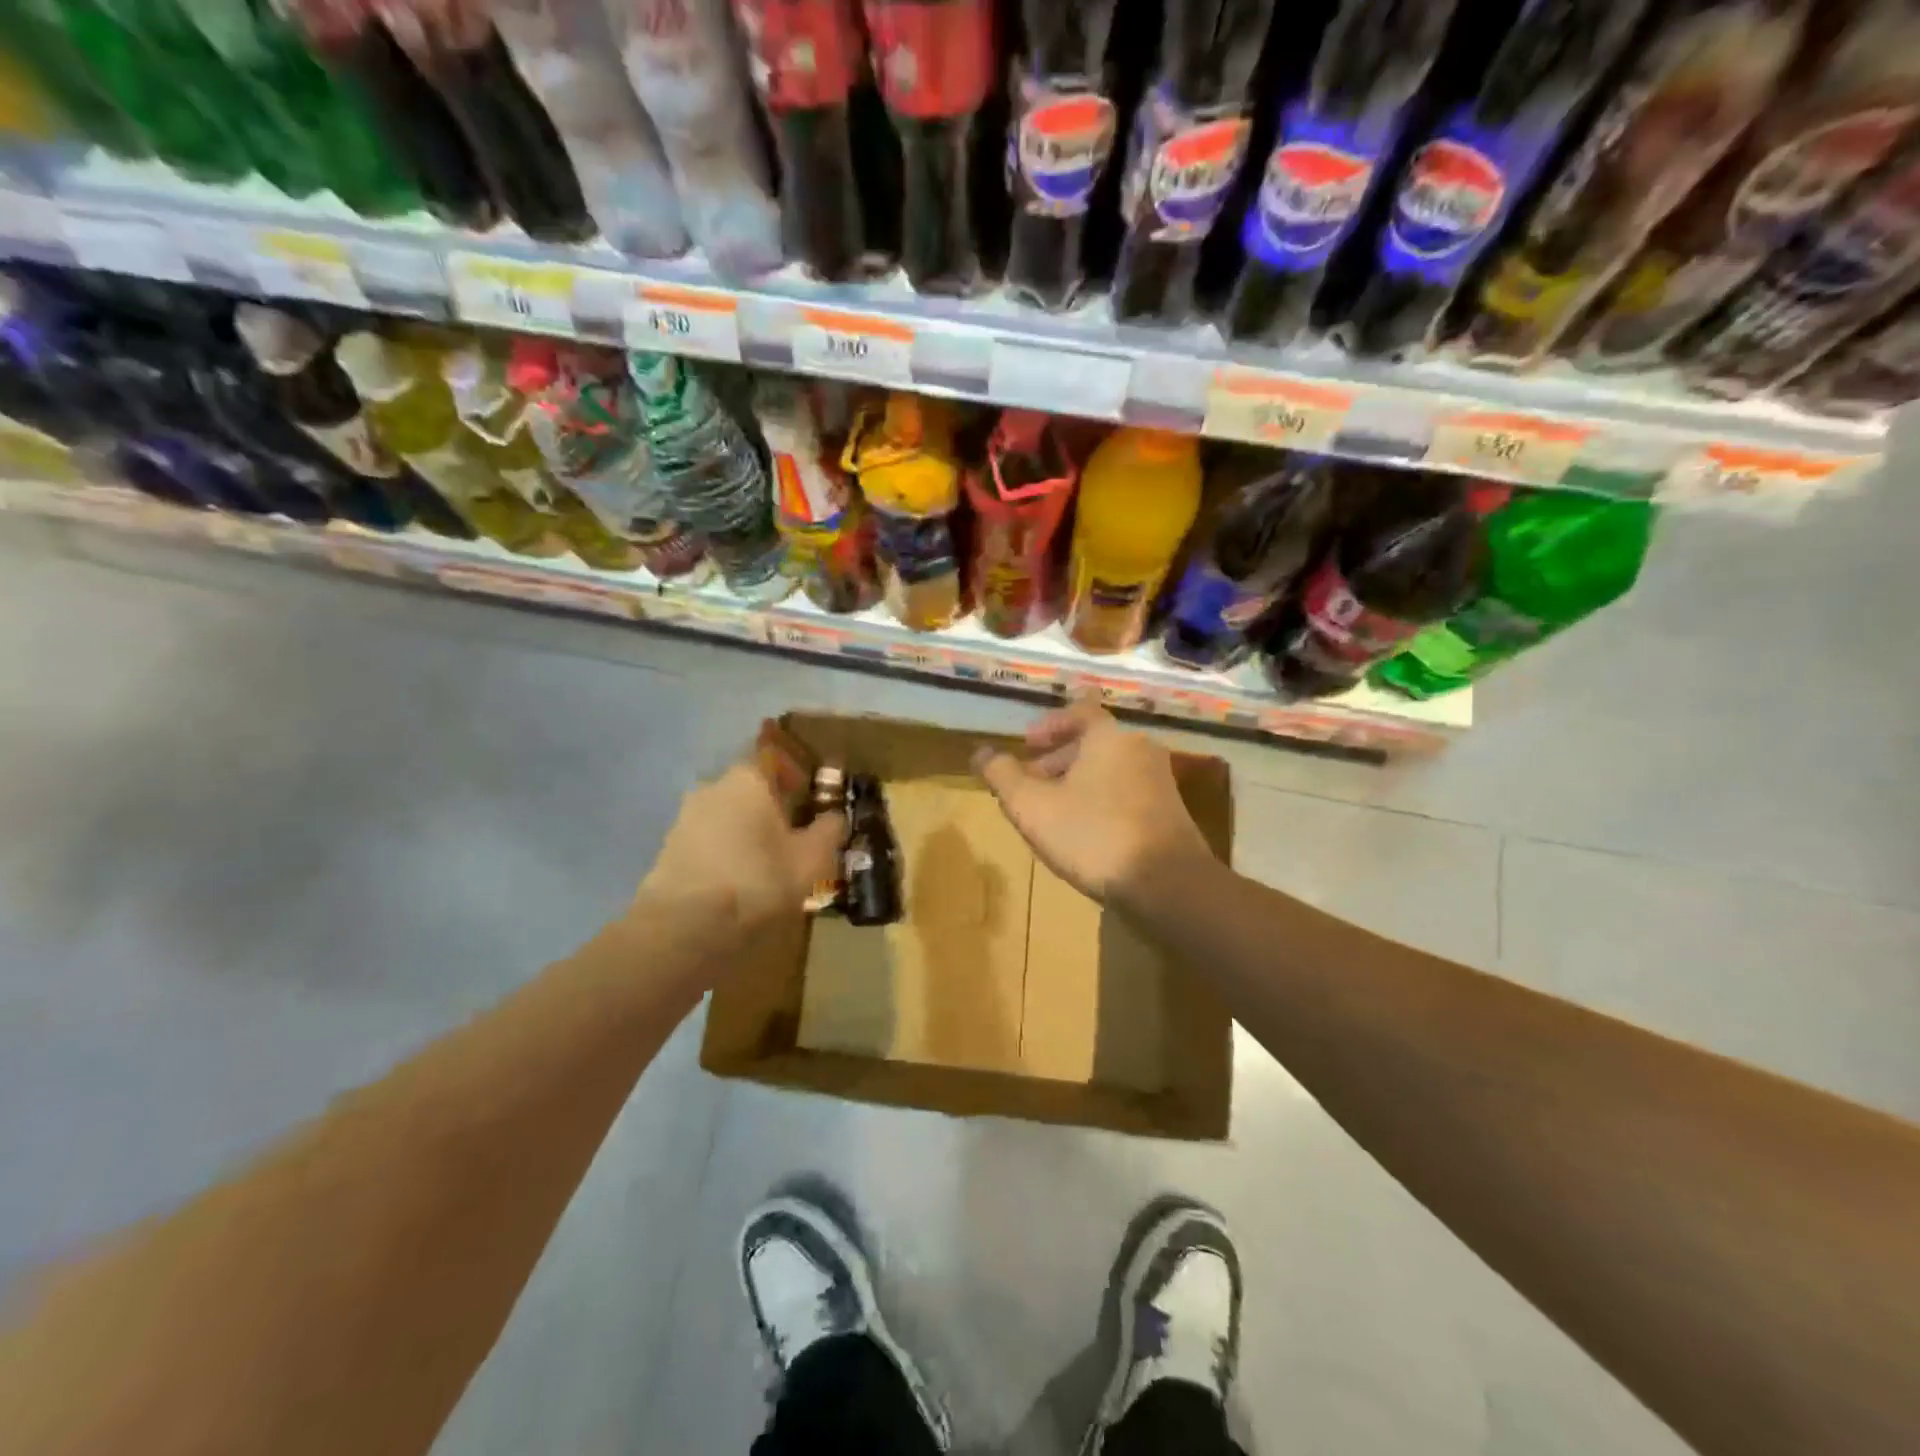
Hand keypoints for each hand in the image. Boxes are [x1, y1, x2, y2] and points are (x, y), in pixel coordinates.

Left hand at [638, 759, 845, 939]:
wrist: (684, 928)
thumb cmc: (757, 880)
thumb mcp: (811, 858)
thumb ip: (829, 831)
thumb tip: (836, 816)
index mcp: (747, 779)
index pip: (772, 757)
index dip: (794, 772)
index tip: (810, 795)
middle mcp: (712, 788)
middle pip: (749, 789)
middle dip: (773, 807)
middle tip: (796, 834)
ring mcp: (685, 819)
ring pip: (728, 816)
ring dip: (749, 832)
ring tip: (770, 865)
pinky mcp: (669, 852)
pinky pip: (710, 842)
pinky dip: (728, 853)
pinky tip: (741, 882)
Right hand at [973, 696, 1212, 905]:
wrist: (1167, 883)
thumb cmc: (1093, 834)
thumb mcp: (1032, 807)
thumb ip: (1002, 776)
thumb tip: (981, 752)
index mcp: (1109, 737)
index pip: (1078, 712)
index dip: (1049, 725)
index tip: (1027, 745)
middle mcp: (1139, 748)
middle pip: (1093, 743)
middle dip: (1058, 759)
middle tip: (1032, 784)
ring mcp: (1160, 780)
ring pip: (1110, 769)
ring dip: (1078, 783)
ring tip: (1054, 812)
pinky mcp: (1171, 811)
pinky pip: (1127, 793)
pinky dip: (1102, 800)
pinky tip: (1086, 833)